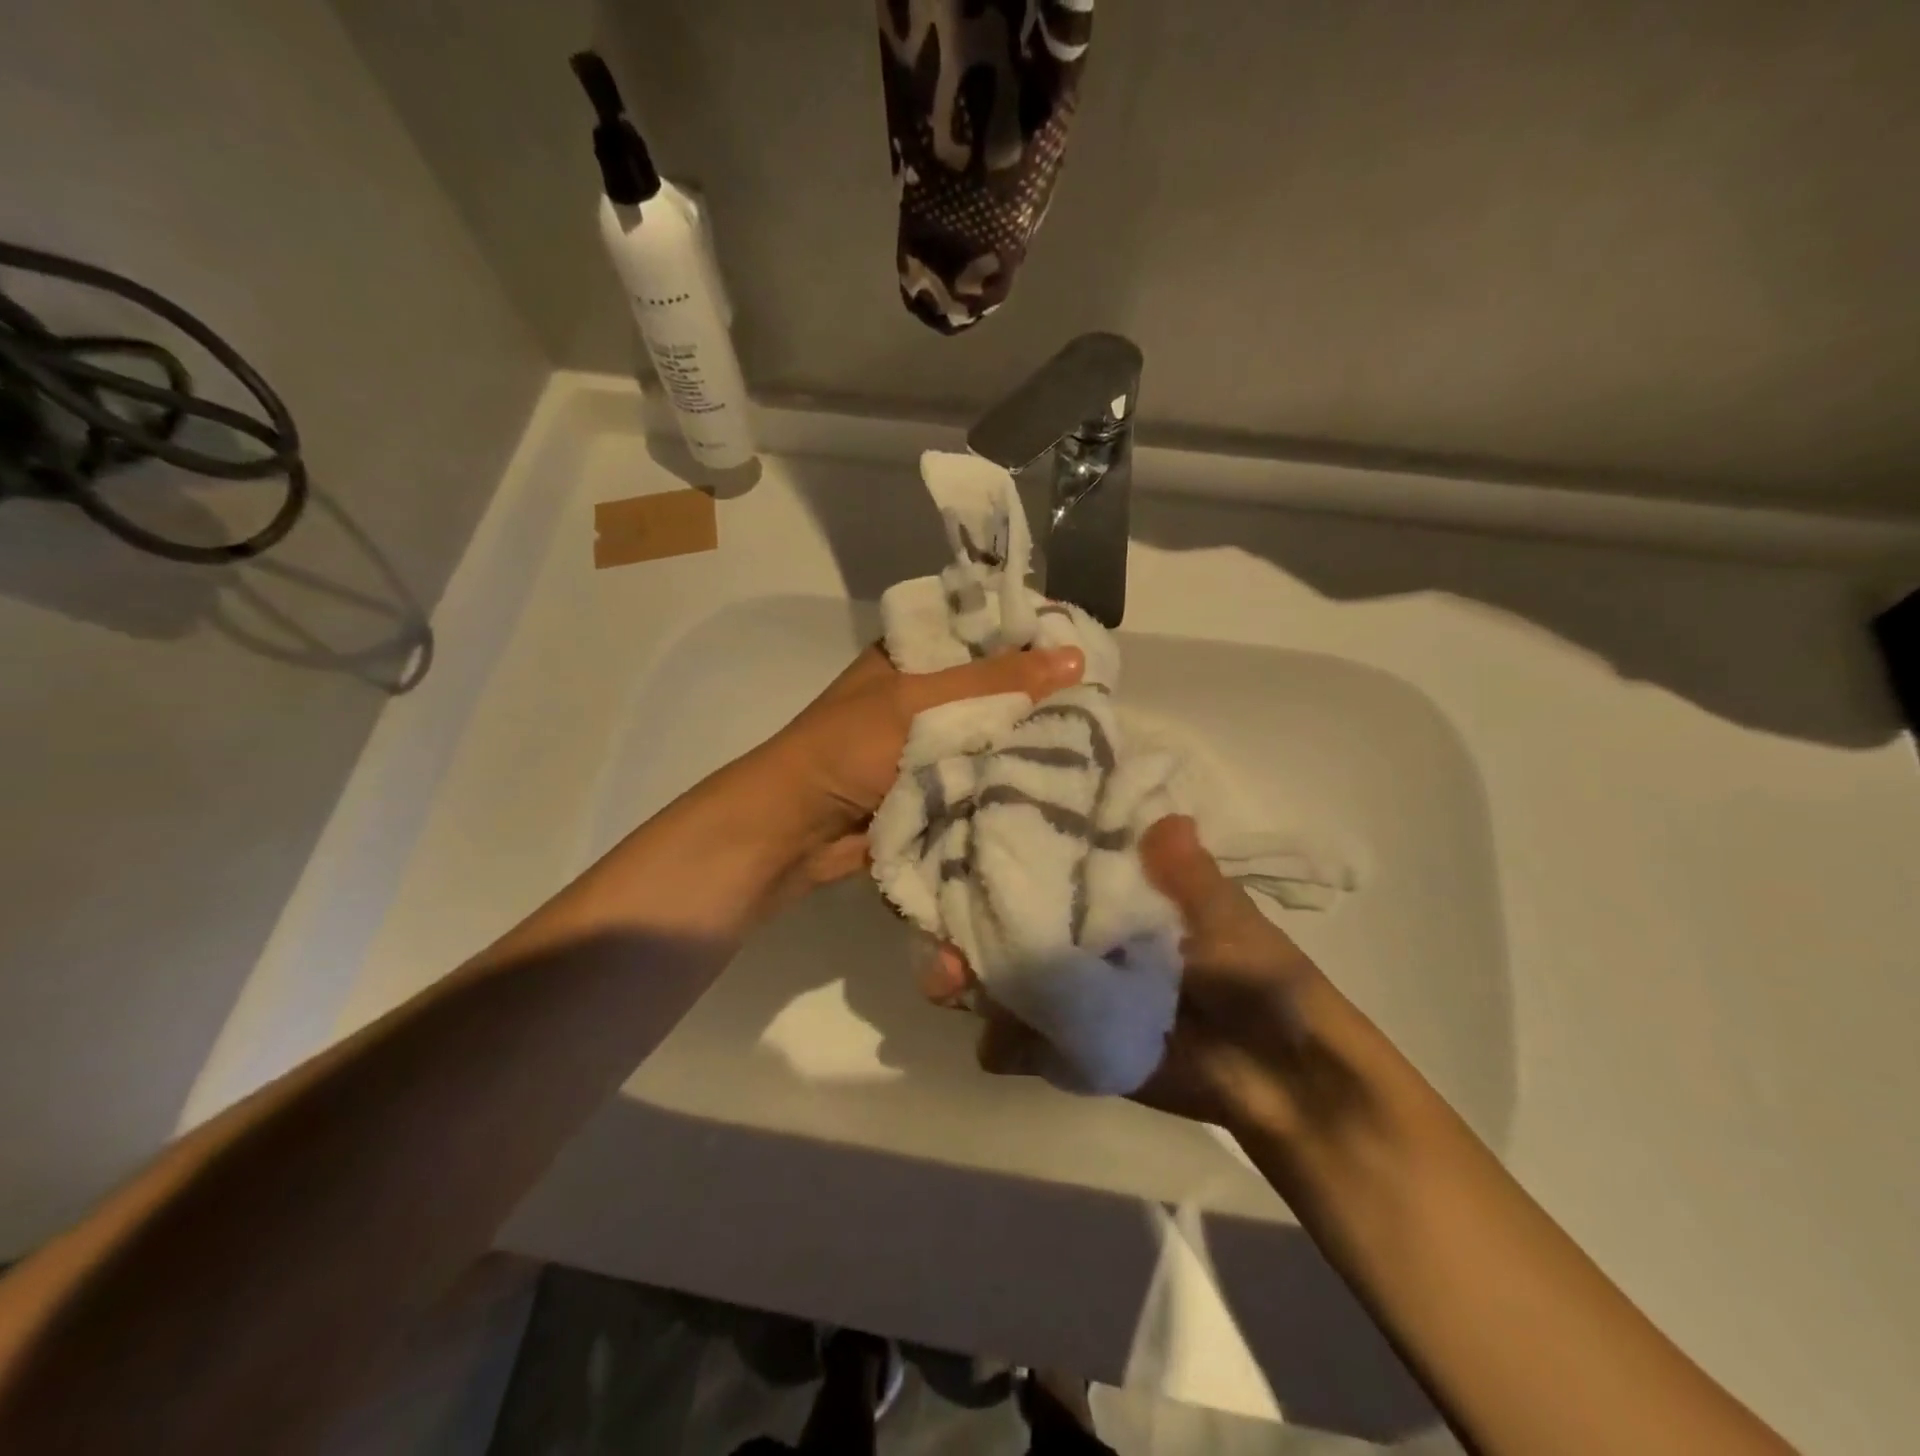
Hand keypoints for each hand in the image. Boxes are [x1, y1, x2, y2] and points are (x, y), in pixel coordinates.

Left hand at [753, 642, 1084, 889]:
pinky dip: (1011, 777)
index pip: (984, 632)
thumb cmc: (848, 747)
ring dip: (1029, 741)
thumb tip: (1075, 658)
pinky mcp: (940, 786)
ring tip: (1094, 738)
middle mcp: (928, 694)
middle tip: (1099, 699)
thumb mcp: (919, 702)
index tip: (1085, 648)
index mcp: (915, 656)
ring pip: (994, 734)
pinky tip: (1061, 776)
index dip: (1030, 638)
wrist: (796, 829)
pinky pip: (985, 774)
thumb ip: (994, 682)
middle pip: (995, 688)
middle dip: (1038, 697)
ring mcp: (934, 742)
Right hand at [928, 816, 1351, 1138]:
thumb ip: (1191, 880)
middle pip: (1009, 914)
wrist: (1280, 1076)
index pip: (1049, 856)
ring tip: (945, 980)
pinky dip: (1002, 1041)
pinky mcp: (1067, 1041)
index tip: (968, 832)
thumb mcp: (1231, 921)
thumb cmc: (1260, 978)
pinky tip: (997, 1043)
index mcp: (1114, 888)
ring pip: (1001, 972)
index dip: (1010, 845)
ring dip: (968, 975)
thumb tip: (1167, 821)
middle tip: (942, 923)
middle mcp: (1080, 930)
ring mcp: (1069, 986)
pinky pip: (1017, 1039)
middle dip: (970, 915)